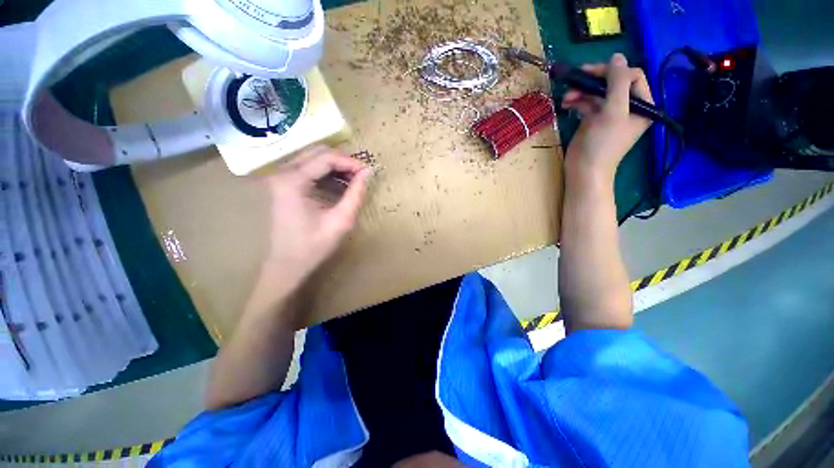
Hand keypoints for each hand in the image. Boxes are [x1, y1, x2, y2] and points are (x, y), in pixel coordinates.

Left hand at [260, 146, 370, 297]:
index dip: (351, 162)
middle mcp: (281, 173)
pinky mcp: (282, 185)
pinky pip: (306, 169)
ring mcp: (279, 178)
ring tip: (353, 181)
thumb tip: (368, 172)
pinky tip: (338, 185)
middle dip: (343, 161)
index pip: (326, 158)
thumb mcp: (341, 220)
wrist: (287, 265)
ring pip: (312, 158)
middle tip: (361, 175)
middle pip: (317, 152)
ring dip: (335, 166)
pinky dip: (325, 173)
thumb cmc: (314, 246)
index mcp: (292, 181)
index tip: (368, 172)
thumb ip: (355, 194)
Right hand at [561, 53, 653, 179]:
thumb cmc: (602, 143)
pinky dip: (577, 101)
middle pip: (613, 83)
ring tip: (566, 97)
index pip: (632, 76)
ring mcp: (609, 114)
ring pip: (597, 93)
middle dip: (594, 80)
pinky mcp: (593, 121)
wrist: (584, 170)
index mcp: (642, 104)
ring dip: (582, 91)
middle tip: (576, 79)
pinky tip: (566, 103)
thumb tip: (617, 56)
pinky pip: (587, 104)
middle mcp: (628, 107)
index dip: (613, 71)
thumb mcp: (614, 111)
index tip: (591, 74)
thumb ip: (617, 82)